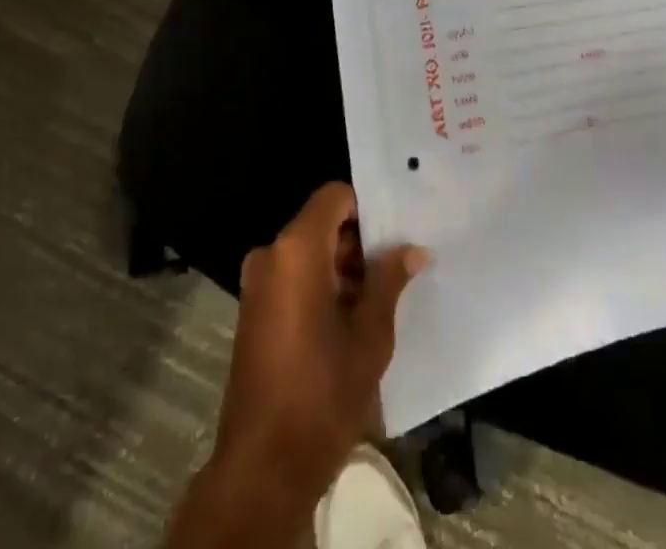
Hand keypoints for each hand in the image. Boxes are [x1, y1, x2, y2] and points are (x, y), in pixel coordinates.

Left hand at [212, 183, 427, 506]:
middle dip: (358, 242)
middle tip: (396, 265)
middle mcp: (271, 255)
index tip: (395, 231)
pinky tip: (350, 318)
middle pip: (321, 224)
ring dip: (341, 267)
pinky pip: (292, 277)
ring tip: (380, 295)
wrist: (263, 467)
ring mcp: (257, 285)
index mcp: (296, 249)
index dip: (367, 207)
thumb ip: (389, 280)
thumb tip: (412, 249)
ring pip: (307, 253)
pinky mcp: (253, 312)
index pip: (334, 197)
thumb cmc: (322, 391)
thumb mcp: (370, 334)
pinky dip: (320, 286)